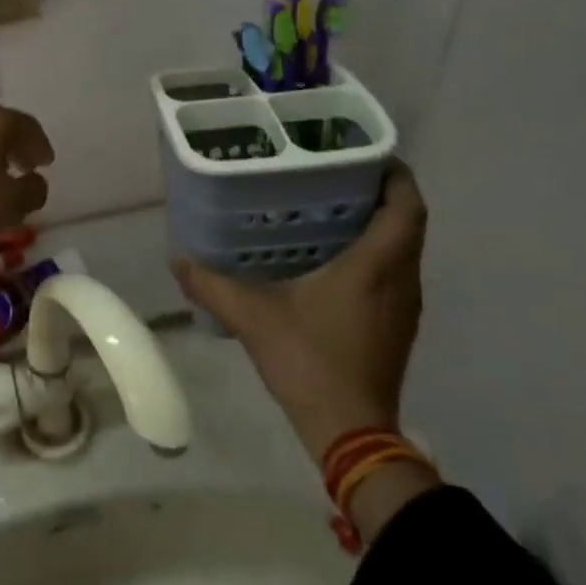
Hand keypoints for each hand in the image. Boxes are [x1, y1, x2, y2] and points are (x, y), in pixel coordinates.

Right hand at [175, 163, 427, 459]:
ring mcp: (404, 306)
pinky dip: (375, 252)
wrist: (351, 433)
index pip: (407, 205)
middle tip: (333, 172)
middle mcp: (401, 279)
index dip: (394, 173)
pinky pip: (395, 272)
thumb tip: (177, 258)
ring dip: (379, 222)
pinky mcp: (397, 325)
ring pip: (404, 248)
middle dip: (379, 191)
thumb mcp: (252, 318)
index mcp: (376, 265)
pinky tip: (333, 256)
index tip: (364, 152)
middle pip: (408, 221)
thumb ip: (212, 284)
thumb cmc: (310, 362)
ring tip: (329, 205)